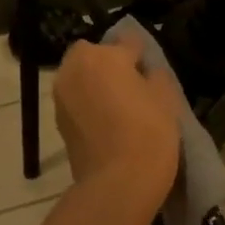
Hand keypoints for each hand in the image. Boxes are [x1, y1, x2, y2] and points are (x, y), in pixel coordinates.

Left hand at [54, 40, 179, 214]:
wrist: (118, 183)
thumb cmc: (149, 133)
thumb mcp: (166, 98)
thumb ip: (156, 75)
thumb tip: (146, 72)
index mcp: (103, 56)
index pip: (128, 41)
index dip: (142, 54)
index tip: (151, 69)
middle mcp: (75, 69)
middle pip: (94, 54)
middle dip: (109, 63)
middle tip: (132, 85)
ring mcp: (62, 96)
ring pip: (81, 77)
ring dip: (96, 83)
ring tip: (119, 105)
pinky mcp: (58, 122)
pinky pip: (76, 100)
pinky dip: (88, 104)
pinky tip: (108, 122)